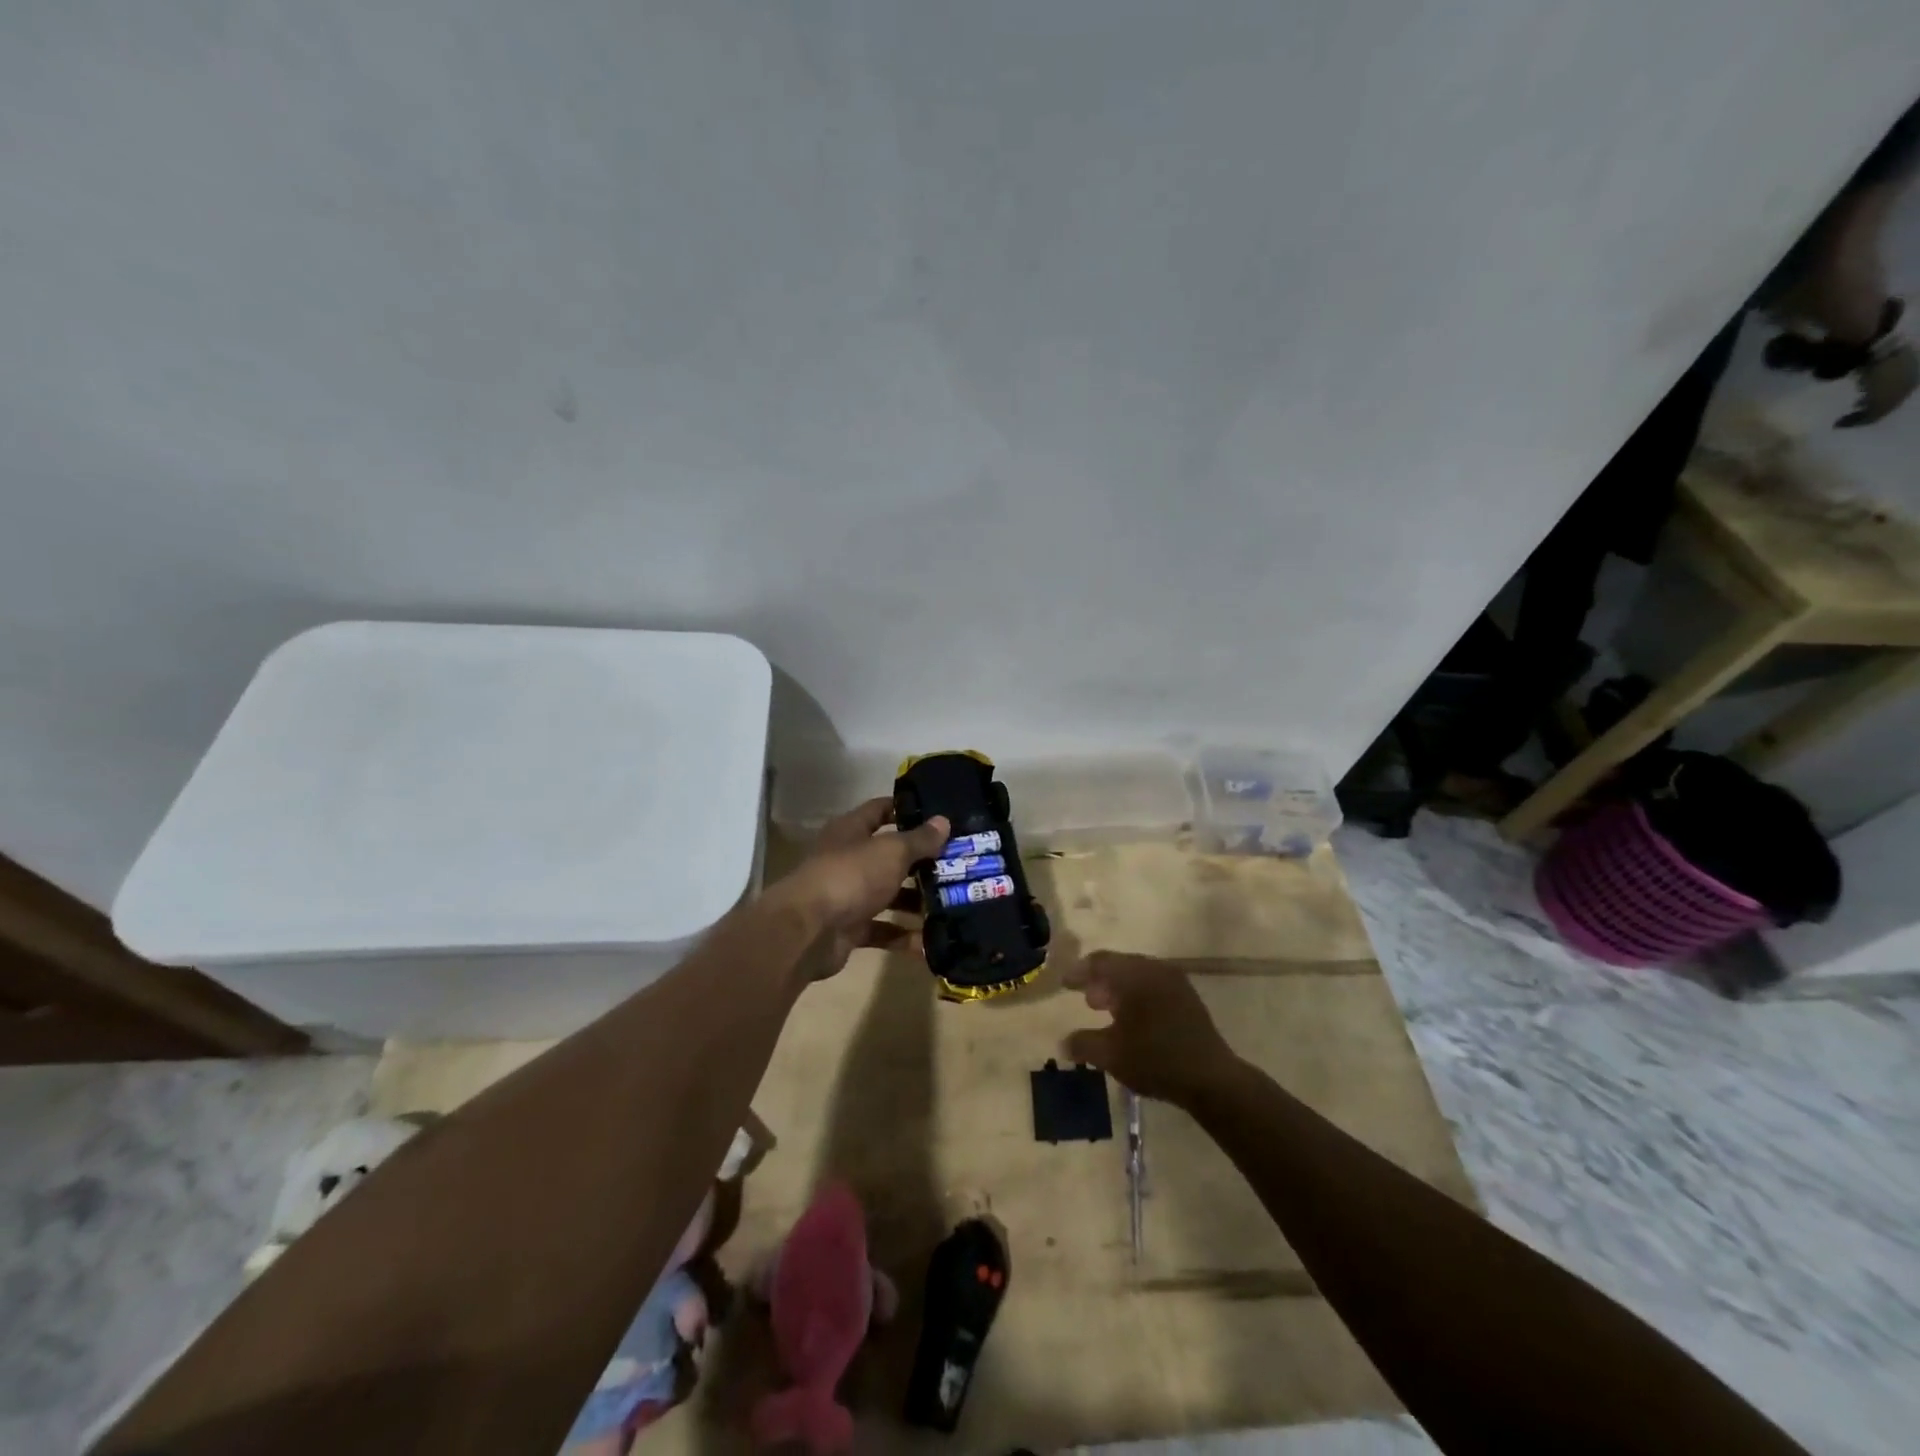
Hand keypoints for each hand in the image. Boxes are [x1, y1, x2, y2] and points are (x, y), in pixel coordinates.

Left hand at [772, 797, 948, 981]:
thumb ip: (919, 839)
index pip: (880, 810)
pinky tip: (931, 941)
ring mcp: (848, 895)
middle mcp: (848, 859)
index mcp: (851, 831)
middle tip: (958, 864)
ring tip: (953, 903)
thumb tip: (943, 822)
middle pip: (889, 855)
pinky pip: (883, 929)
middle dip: (921, 861)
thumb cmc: (851, 876)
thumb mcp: (891, 852)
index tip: (939, 815)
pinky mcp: (850, 928)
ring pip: (888, 894)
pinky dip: (904, 935)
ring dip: (916, 901)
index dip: (907, 809)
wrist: (808, 931)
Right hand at [1061, 953, 1242, 1107]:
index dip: (1079, 972)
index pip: (1100, 962)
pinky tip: (1134, 1019)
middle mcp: (1155, 970)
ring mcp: (1176, 982)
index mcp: (1134, 975)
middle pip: (1120, 965)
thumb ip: (1083, 1044)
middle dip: (1100, 980)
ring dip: (1120, 989)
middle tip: (1086, 999)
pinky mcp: (1189, 999)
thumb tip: (1064, 1043)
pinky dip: (1138, 996)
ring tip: (1106, 1010)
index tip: (1065, 984)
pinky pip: (1155, 987)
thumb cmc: (1155, 1060)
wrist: (1211, 1079)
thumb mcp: (1110, 1055)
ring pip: (1139, 976)